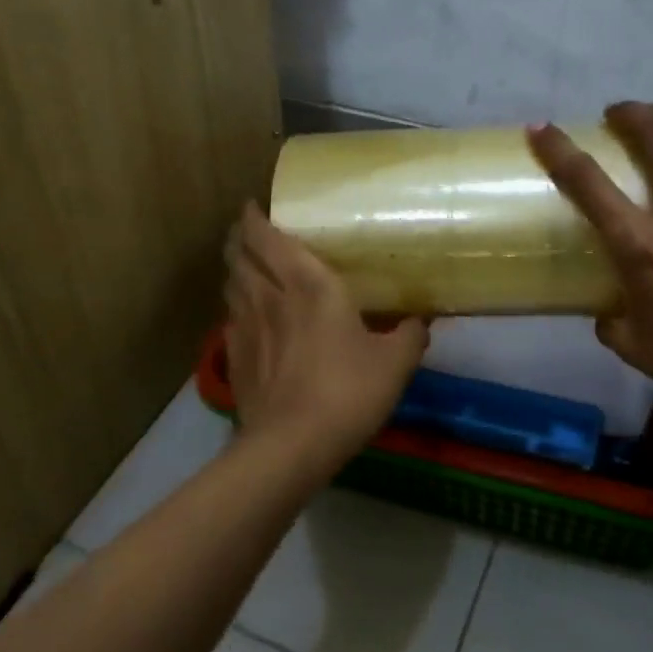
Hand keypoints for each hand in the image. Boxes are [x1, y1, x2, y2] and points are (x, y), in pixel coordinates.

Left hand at [223, 202, 428, 475]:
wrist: (291, 445)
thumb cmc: (347, 392)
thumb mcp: (394, 364)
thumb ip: (410, 336)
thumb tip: (422, 321)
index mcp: (308, 285)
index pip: (268, 238)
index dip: (255, 218)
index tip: (254, 206)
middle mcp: (270, 297)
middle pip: (240, 255)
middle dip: (238, 237)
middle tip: (248, 231)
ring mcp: (245, 327)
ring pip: (231, 284)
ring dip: (234, 268)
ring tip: (245, 265)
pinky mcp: (234, 357)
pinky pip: (230, 318)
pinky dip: (235, 306)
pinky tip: (245, 315)